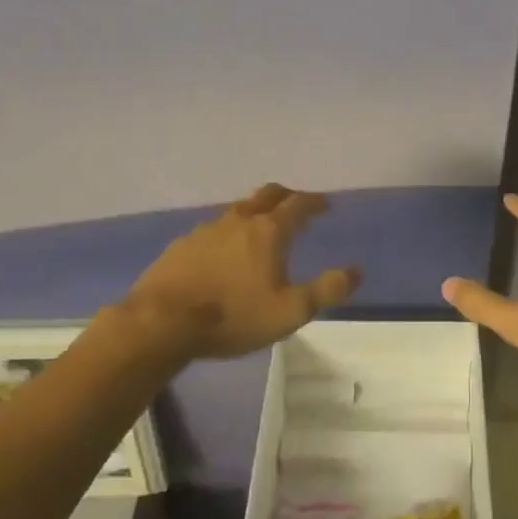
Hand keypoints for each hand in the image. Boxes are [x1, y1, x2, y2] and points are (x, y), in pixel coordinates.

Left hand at [122, 183, 359, 360]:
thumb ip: (326, 290)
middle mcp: (239, 221)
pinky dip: (227, 233)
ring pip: (238, 210)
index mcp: (269, 231)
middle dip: (286, 195)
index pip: (299, 204)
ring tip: (261, 228)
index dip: (315, 201)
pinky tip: (223, 252)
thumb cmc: (233, 316)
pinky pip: (212, 230)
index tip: (325, 203)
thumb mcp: (290, 311)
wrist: (161, 323)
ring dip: (255, 212)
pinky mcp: (182, 245)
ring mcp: (206, 230)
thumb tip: (356, 271)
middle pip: (267, 195)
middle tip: (296, 204)